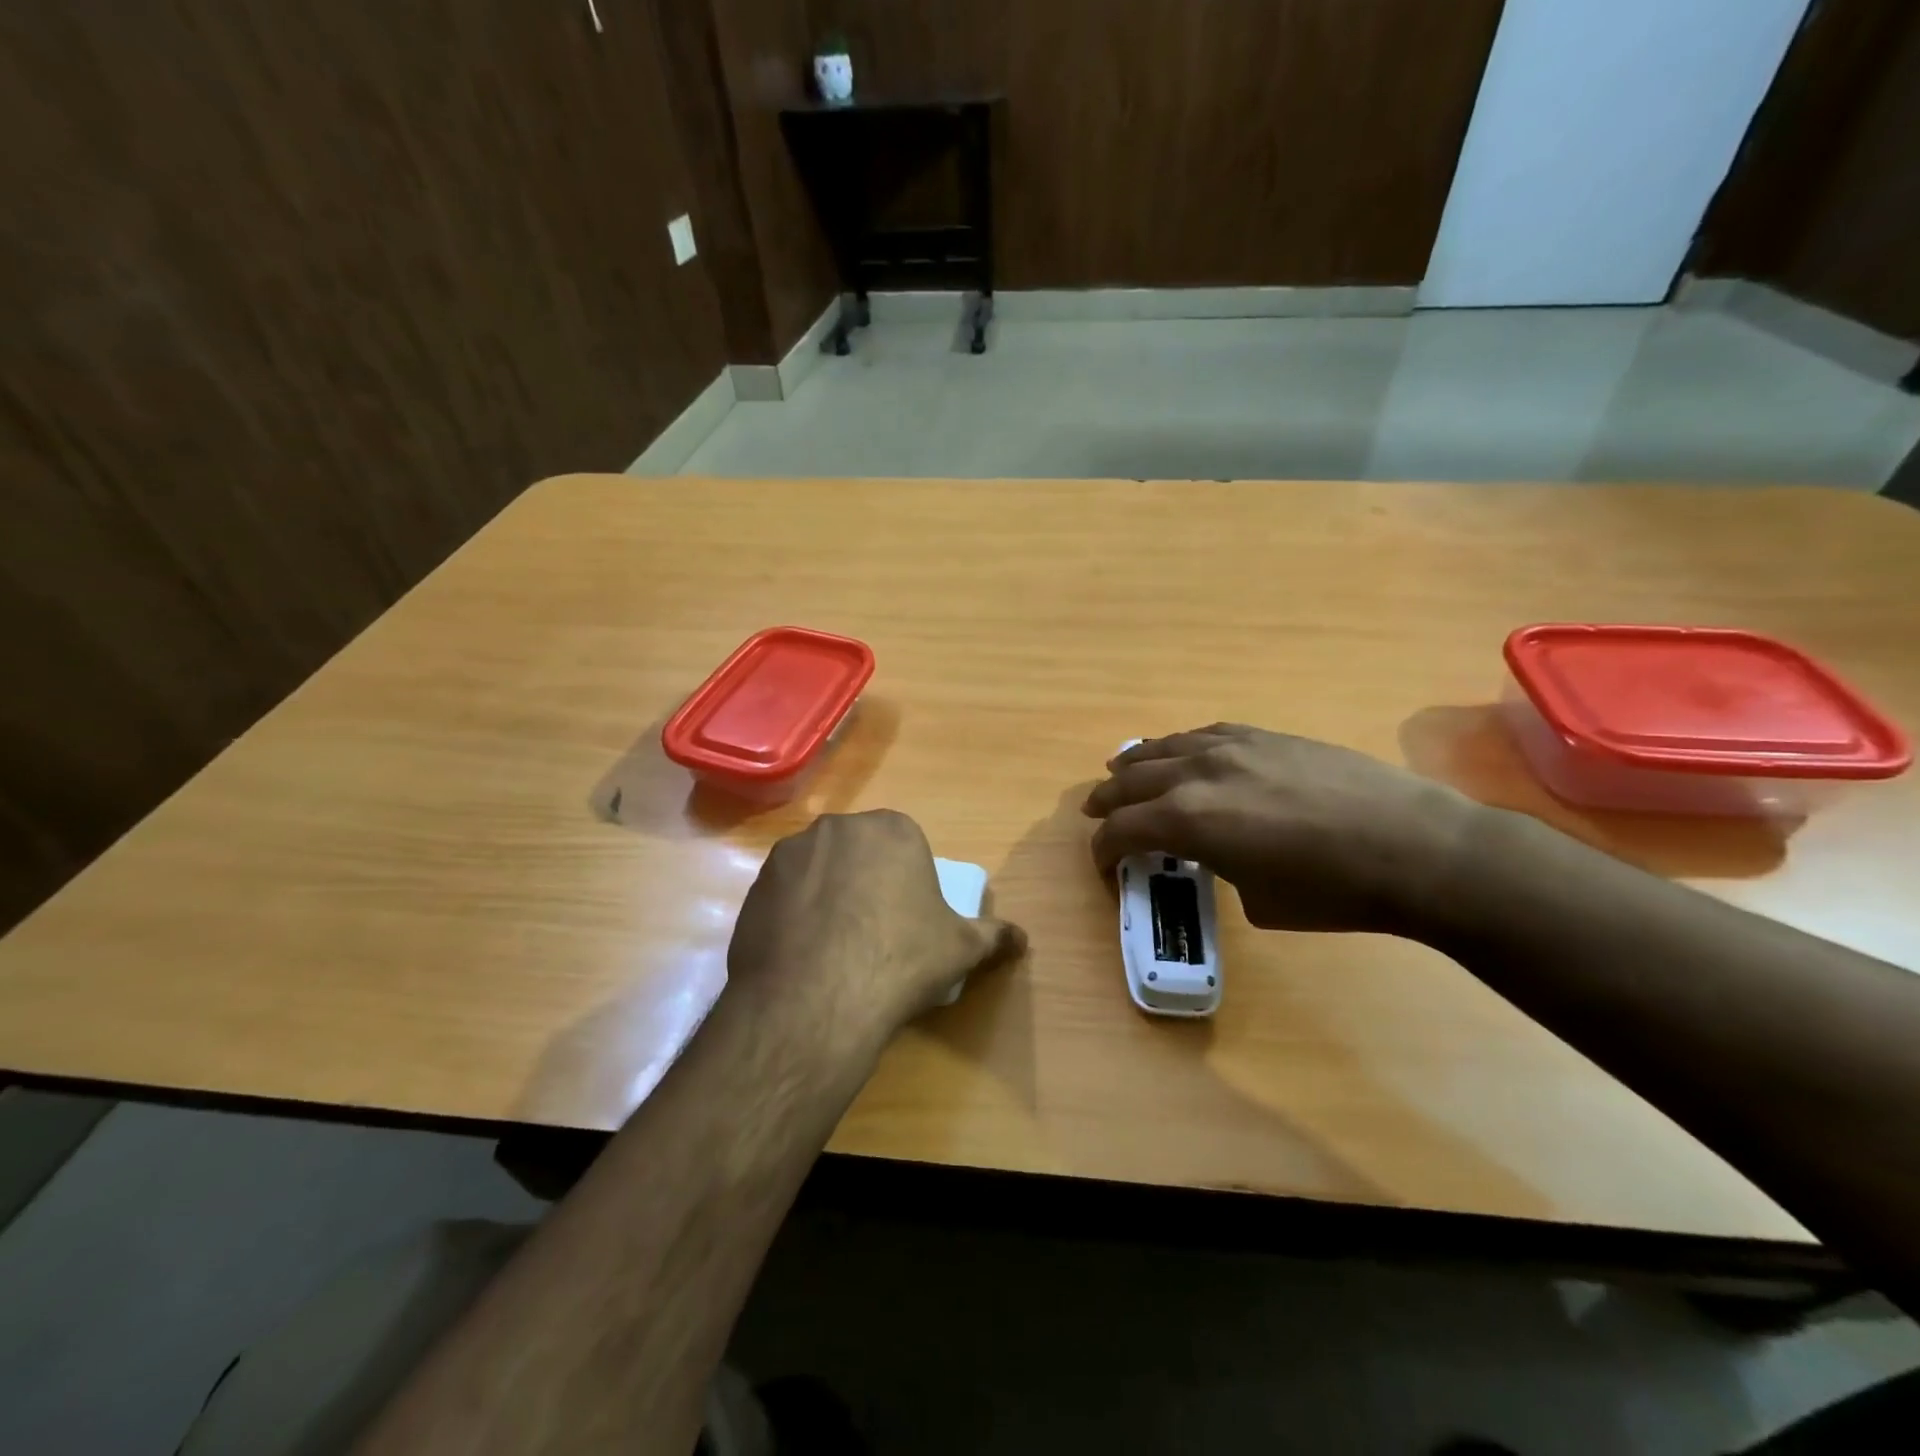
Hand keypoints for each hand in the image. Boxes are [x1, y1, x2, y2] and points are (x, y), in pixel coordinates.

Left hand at [729, 810, 1025, 1038]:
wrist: (816, 1000)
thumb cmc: (900, 960)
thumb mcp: (960, 949)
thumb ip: (994, 936)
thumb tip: (1023, 938)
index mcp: (892, 829)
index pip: (904, 846)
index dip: (908, 882)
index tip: (907, 920)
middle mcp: (838, 827)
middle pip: (859, 852)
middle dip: (866, 881)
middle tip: (873, 932)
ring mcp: (791, 853)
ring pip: (819, 870)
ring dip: (827, 895)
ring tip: (833, 948)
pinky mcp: (755, 885)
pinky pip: (785, 894)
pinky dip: (794, 914)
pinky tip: (801, 955)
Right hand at [1082, 725, 1480, 933]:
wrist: (1416, 848)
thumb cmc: (1333, 891)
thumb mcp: (1258, 900)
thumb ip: (1220, 868)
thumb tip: (1219, 853)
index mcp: (1188, 820)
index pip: (1122, 829)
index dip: (1103, 849)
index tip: (1103, 864)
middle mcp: (1198, 773)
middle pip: (1132, 781)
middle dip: (1107, 800)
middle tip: (1095, 814)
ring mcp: (1233, 746)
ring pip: (1163, 748)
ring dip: (1135, 764)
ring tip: (1120, 770)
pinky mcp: (1266, 736)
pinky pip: (1204, 733)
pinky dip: (1180, 746)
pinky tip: (1180, 752)